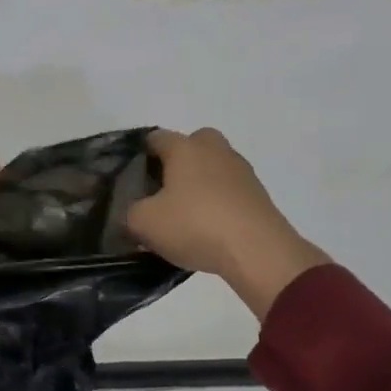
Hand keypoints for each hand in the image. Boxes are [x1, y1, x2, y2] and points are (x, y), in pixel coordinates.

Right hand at [127, 127, 329, 315]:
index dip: (142, 155)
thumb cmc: (195, 225)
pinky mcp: (260, 195)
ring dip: (202, 183)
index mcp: (184, 148)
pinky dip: (220, 202)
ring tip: (188, 214)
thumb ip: (130, 212)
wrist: (258, 252)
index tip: (134, 179)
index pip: (156, 138)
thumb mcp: (144, 223)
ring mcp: (241, 171)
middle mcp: (214, 150)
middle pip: (193, 144)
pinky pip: (231, 190)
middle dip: (178, 161)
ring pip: (214, 167)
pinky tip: (210, 228)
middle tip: (165, 189)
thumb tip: (135, 212)